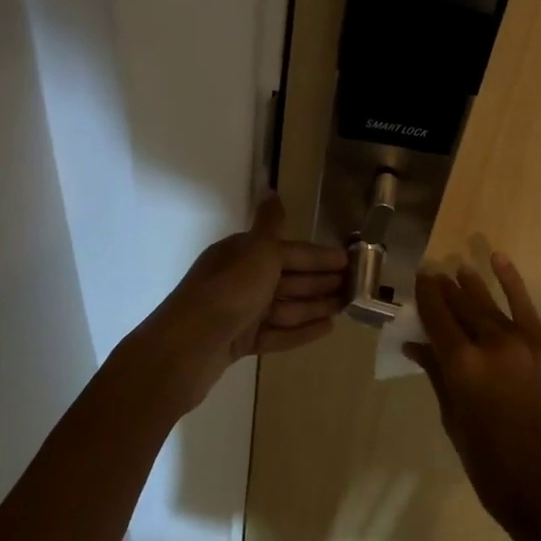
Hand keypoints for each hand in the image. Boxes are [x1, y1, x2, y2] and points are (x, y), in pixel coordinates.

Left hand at [131, 195, 346, 414]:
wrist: (184, 350)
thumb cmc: (227, 293)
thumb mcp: (255, 252)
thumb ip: (270, 224)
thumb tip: (271, 189)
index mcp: (242, 253)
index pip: (289, 251)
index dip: (319, 256)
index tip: (349, 261)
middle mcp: (240, 279)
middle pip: (288, 278)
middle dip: (321, 280)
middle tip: (355, 286)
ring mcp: (239, 313)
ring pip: (285, 306)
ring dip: (315, 305)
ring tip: (346, 306)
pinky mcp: (239, 343)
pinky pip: (277, 333)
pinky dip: (300, 330)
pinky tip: (327, 328)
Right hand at [404, 254, 540, 540]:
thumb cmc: (492, 469)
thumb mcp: (454, 422)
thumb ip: (437, 376)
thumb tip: (416, 345)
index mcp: (463, 367)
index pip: (437, 318)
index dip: (425, 296)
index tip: (417, 279)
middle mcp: (494, 346)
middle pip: (463, 307)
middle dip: (445, 289)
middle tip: (432, 274)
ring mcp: (527, 345)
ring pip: (492, 305)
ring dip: (473, 285)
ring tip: (458, 268)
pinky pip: (527, 311)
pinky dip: (512, 285)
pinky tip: (499, 262)